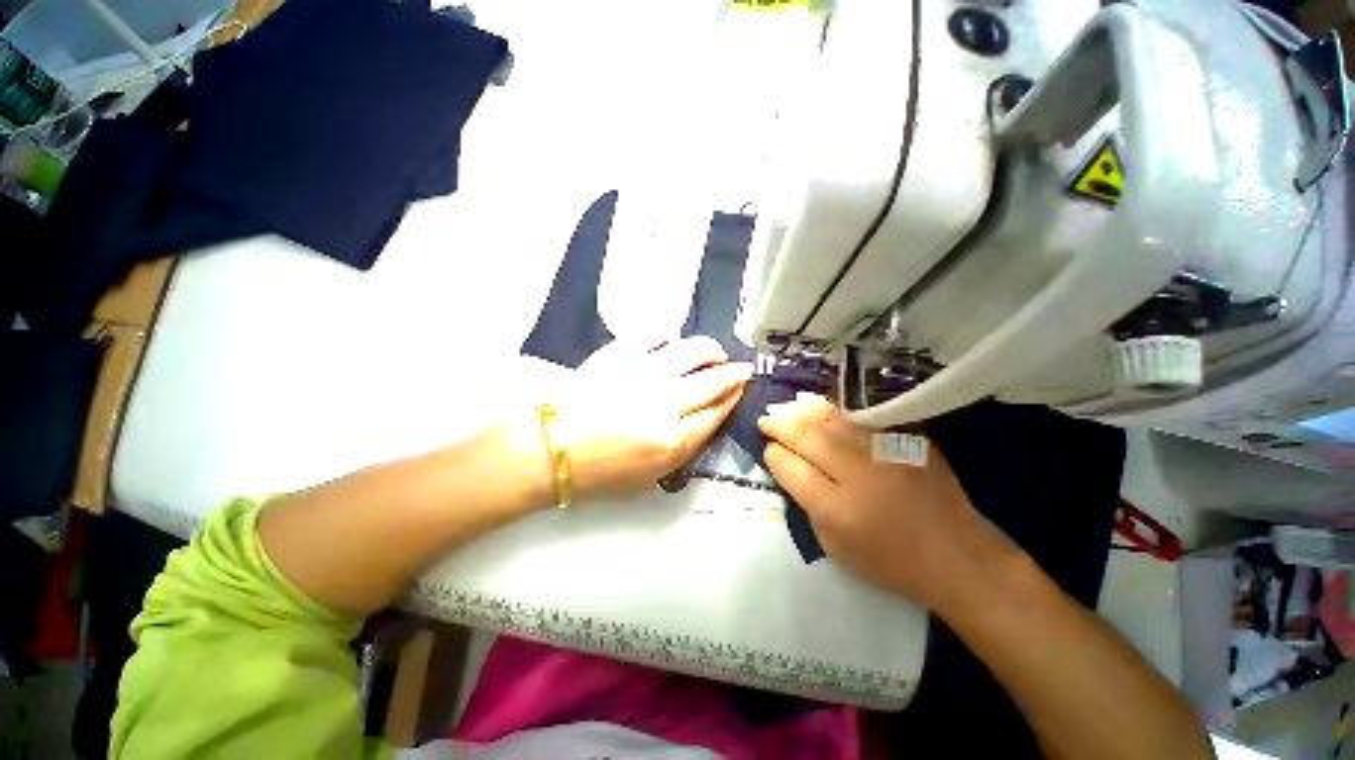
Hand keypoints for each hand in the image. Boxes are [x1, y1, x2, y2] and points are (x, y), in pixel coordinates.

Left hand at [555, 337, 750, 499]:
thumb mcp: (652, 476)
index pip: (716, 412)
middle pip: (713, 381)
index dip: (733, 397)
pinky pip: (655, 335)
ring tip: (713, 353)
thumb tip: (709, 414)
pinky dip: (670, 336)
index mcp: (672, 441)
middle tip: (739, 367)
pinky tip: (673, 342)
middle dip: (733, 372)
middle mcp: (665, 404)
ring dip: (711, 350)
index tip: (741, 387)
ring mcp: (642, 374)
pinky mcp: (620, 354)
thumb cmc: (601, 471)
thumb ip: (686, 447)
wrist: (553, 449)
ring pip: (693, 351)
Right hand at [758, 394, 1014, 608]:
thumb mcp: (835, 546)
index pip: (791, 468)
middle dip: (780, 425)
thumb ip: (807, 504)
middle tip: (765, 419)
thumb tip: (790, 467)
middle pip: (807, 437)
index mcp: (836, 509)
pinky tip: (817, 405)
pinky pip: (860, 417)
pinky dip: (833, 410)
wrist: (956, 556)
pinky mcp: (906, 440)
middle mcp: (858, 474)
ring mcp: (884, 452)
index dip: (774, 455)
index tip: (768, 449)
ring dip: (802, 412)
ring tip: (785, 408)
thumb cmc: (889, 561)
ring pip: (831, 420)